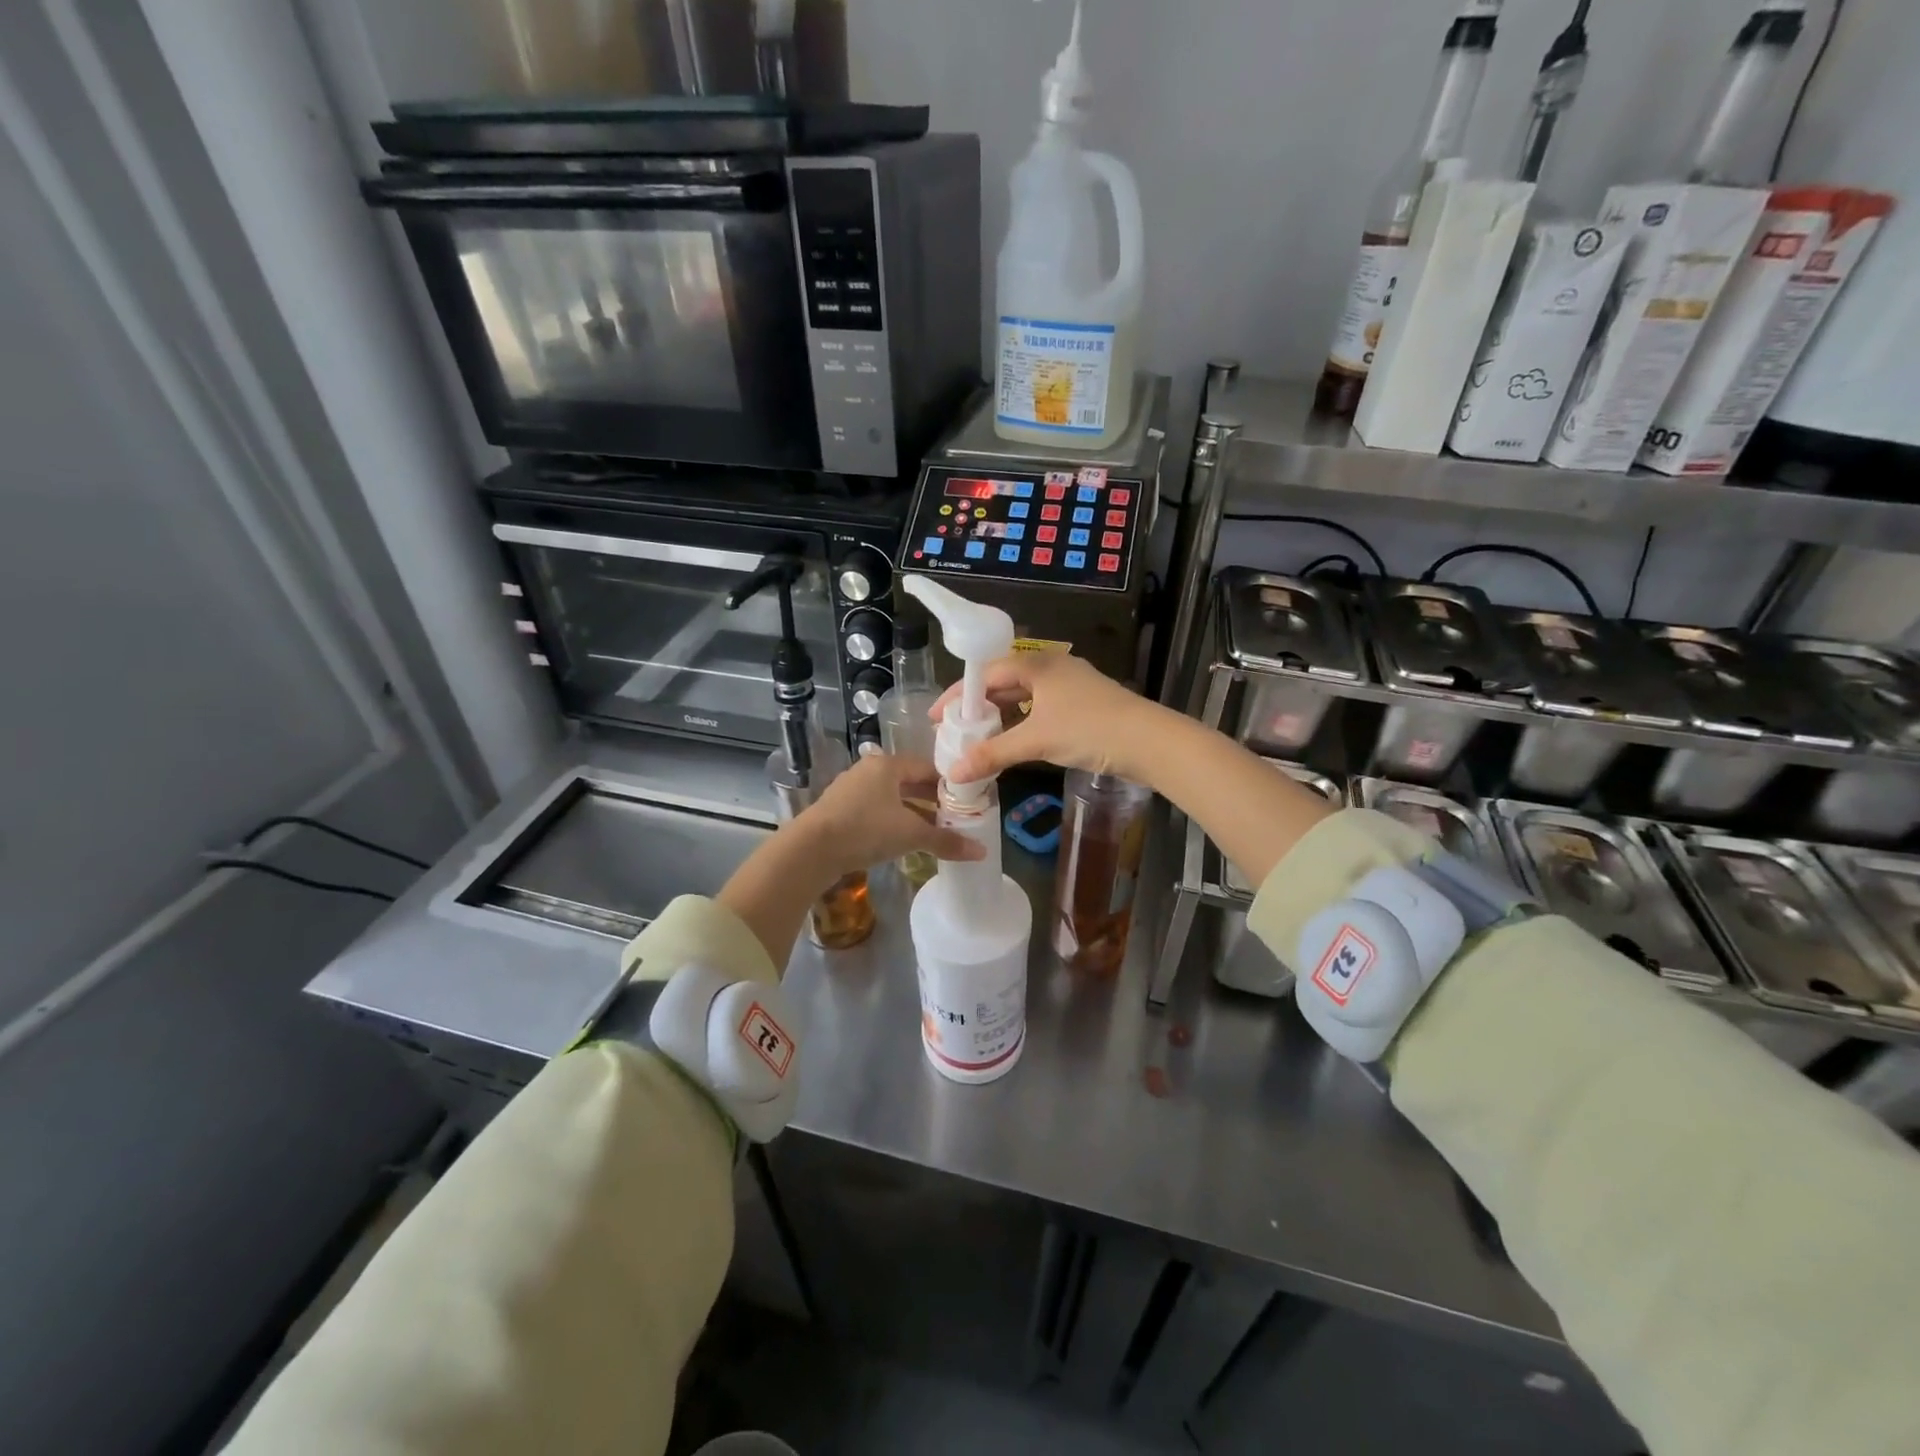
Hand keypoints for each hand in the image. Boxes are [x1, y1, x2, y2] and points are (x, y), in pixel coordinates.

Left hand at [794, 752, 983, 878]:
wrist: (810, 850)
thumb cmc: (865, 830)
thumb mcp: (911, 834)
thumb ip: (946, 841)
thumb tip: (981, 851)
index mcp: (887, 765)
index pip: (927, 768)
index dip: (949, 784)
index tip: (967, 801)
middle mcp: (869, 771)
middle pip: (909, 782)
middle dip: (932, 800)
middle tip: (955, 817)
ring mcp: (851, 791)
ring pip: (892, 799)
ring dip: (913, 813)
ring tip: (934, 831)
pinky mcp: (840, 811)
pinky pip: (876, 812)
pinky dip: (893, 822)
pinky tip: (903, 840)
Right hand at [930, 652, 1172, 786]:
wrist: (1150, 741)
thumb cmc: (1089, 730)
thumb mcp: (1036, 741)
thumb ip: (993, 754)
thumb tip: (954, 772)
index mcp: (1037, 664)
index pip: (986, 674)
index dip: (959, 696)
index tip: (939, 718)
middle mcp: (1052, 666)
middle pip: (1004, 682)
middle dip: (979, 706)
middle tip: (956, 729)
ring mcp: (1070, 684)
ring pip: (1024, 696)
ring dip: (1001, 715)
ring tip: (979, 737)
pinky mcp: (1084, 703)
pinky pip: (1041, 707)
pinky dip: (1023, 722)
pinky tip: (1015, 740)